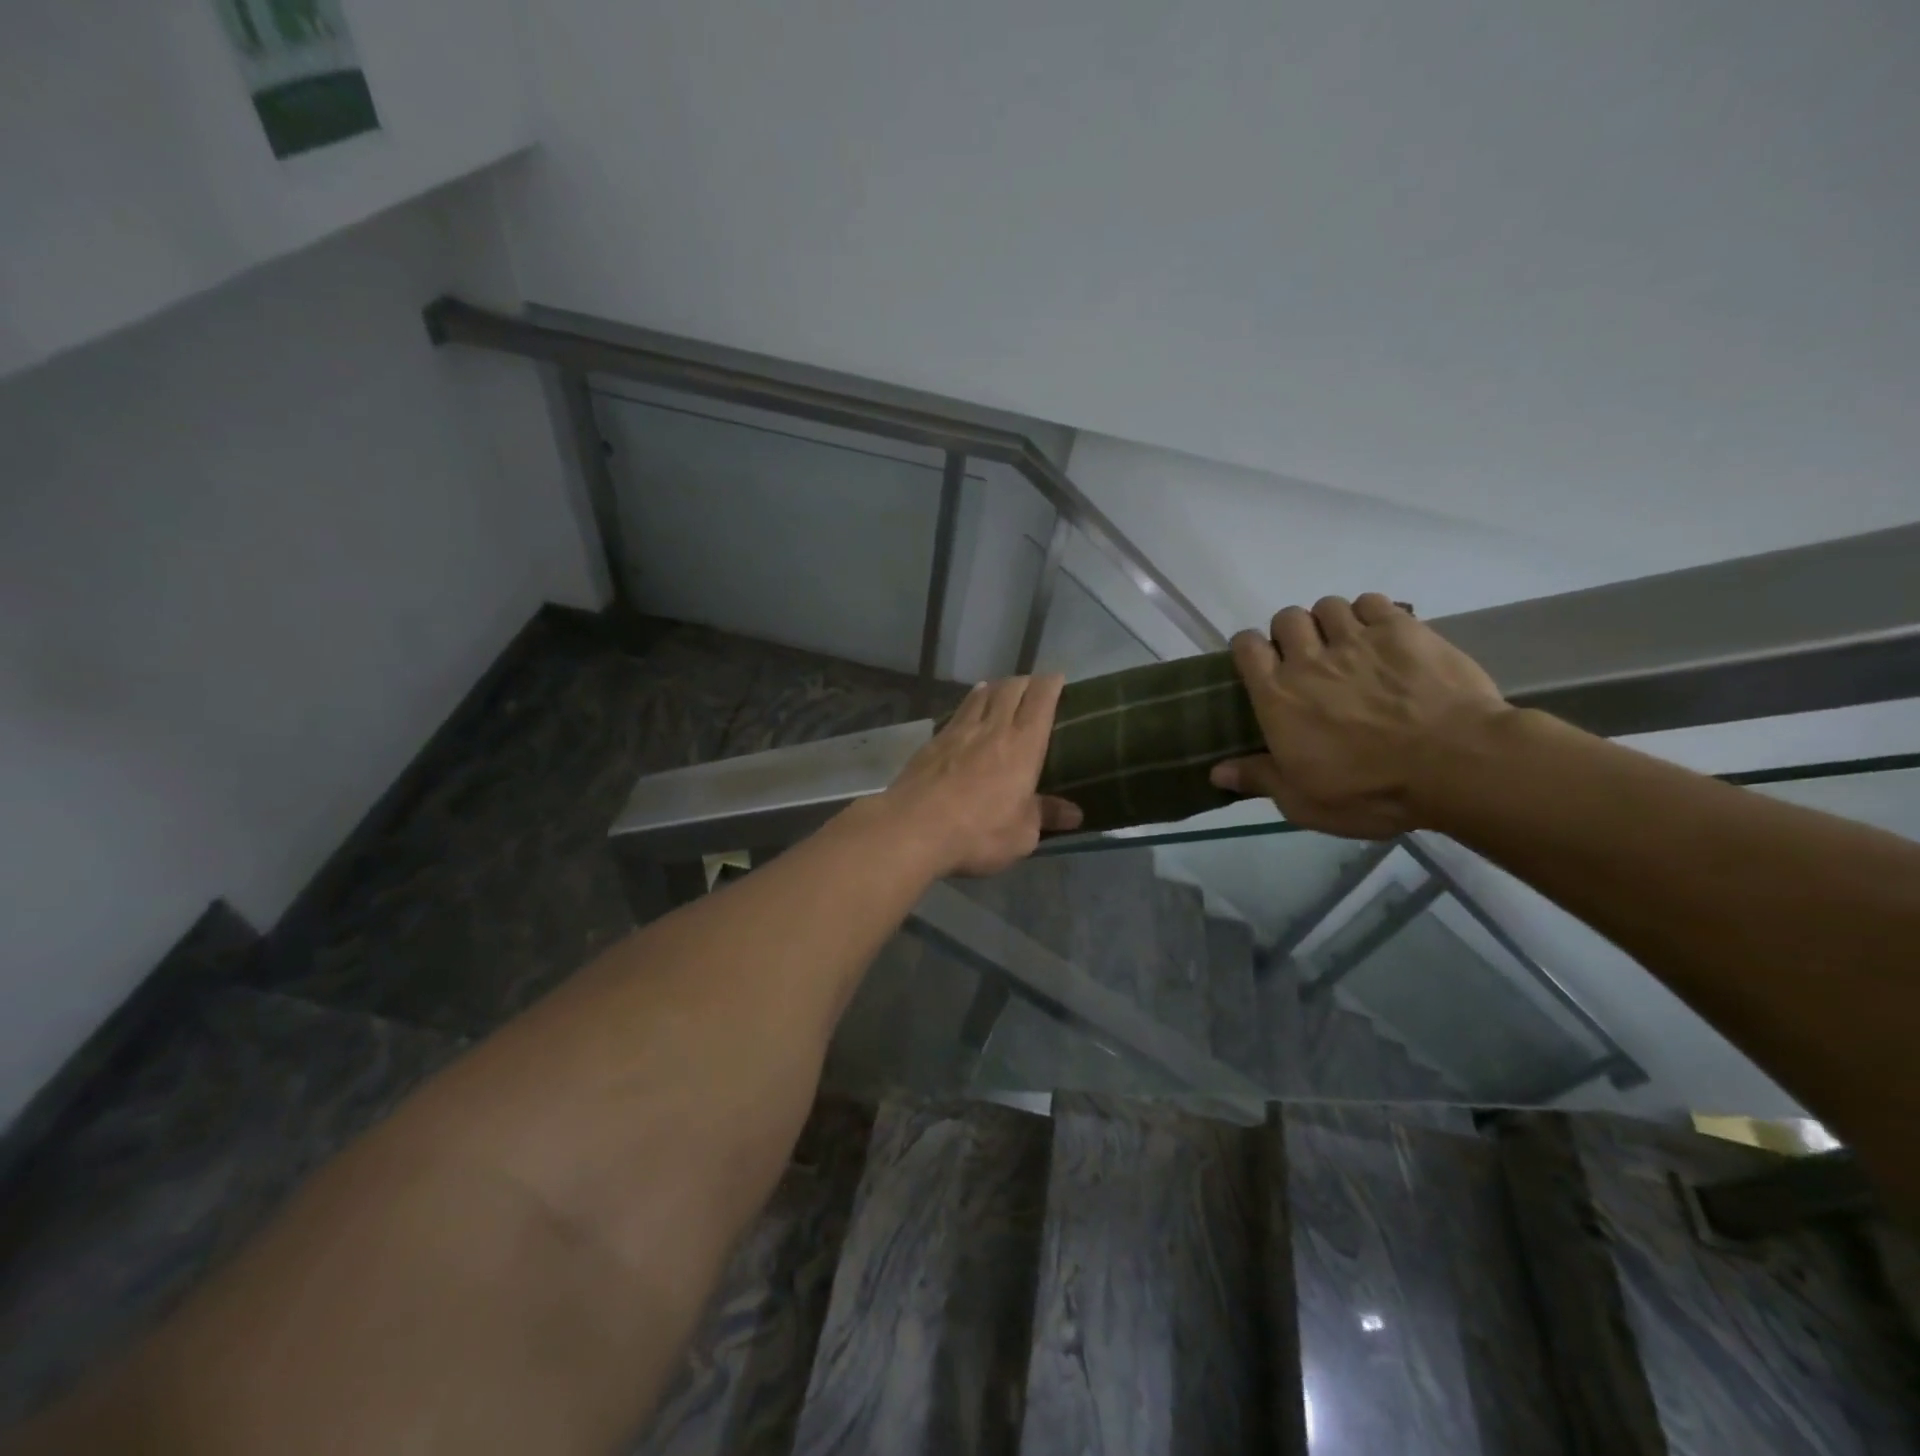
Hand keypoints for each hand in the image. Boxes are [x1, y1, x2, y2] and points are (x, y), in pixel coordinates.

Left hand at [874, 676, 1083, 877]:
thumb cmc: (978, 832)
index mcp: (1023, 745)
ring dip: (994, 688)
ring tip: (999, 688)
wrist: (914, 828)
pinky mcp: (932, 742)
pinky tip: (966, 712)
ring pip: (980, 696)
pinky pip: (957, 713)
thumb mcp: (1022, 834)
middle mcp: (992, 728)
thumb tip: (1074, 813)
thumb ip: (1045, 816)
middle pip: (1010, 689)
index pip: (1041, 700)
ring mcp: (958, 731)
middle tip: (1031, 686)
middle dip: (1024, 682)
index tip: (1057, 678)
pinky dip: (968, 705)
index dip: (1050, 684)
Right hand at [1209, 594, 1511, 838]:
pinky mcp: (1403, 629)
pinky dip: (1369, 613)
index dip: (1249, 650)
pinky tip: (1380, 635)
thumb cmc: (1370, 790)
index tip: (1260, 664)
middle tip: (1308, 658)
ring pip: (1328, 605)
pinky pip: (1372, 601)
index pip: (1246, 648)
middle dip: (1291, 633)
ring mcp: (1357, 640)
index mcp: (1278, 696)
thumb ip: (1259, 779)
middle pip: (1286, 618)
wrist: (1455, 764)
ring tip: (1346, 644)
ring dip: (1330, 621)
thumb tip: (1215, 771)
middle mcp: (1309, 659)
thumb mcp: (1304, 801)